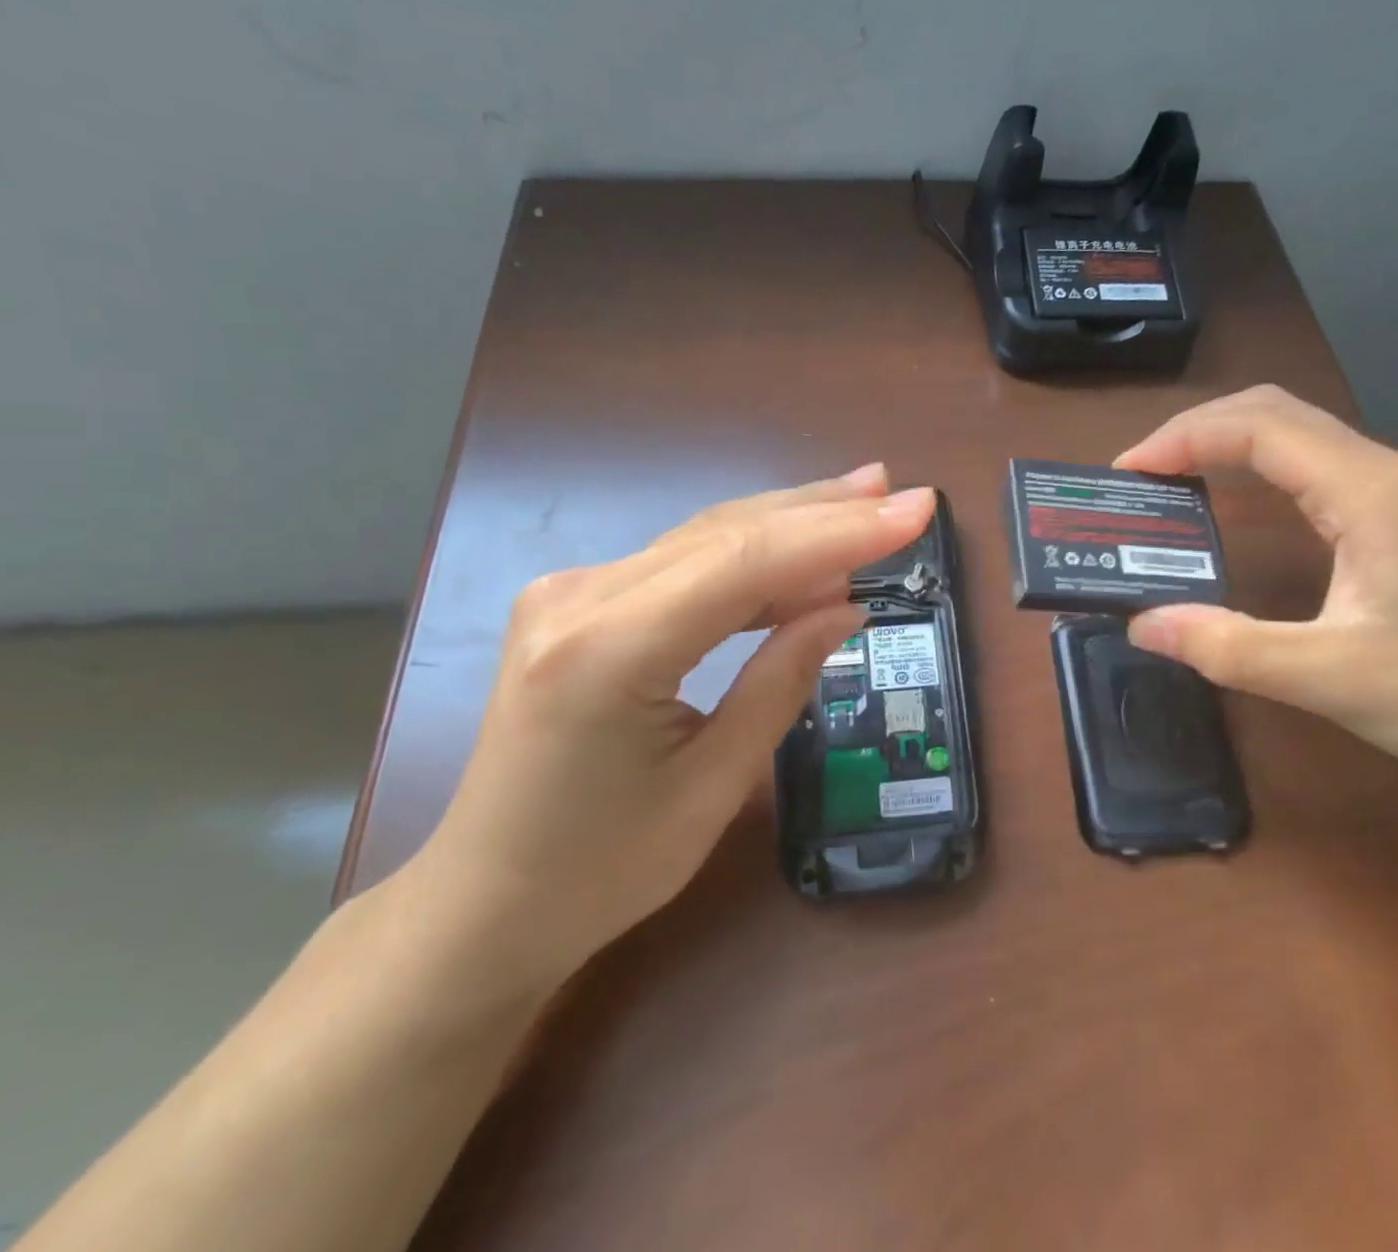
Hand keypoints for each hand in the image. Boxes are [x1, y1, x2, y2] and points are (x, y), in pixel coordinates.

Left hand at [405, 466, 937, 988]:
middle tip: (901, 493)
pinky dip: (751, 558)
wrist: (484, 904)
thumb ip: (782, 680)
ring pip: (706, 537)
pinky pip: (683, 563)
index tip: (913, 511)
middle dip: (824, 512)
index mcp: (608, 650)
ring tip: (866, 502)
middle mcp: (579, 598)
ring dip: (791, 523)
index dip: (839, 532)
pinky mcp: (578, 601)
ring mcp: (570, 592)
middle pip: (726, 533)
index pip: (746, 562)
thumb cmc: (601, 870)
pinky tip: (802, 555)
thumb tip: (846, 606)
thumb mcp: (714, 786)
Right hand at [1117, 386, 1397, 816]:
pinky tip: (1240, 508)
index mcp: (1370, 492)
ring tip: (1174, 483)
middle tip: (1141, 475)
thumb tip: (1141, 624)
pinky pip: (1318, 469)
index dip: (1184, 438)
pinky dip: (1261, 471)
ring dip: (1230, 446)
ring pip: (1300, 437)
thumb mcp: (1332, 678)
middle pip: (1276, 413)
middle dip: (1199, 431)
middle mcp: (1387, 474)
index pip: (1259, 428)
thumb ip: (1229, 648)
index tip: (1128, 472)